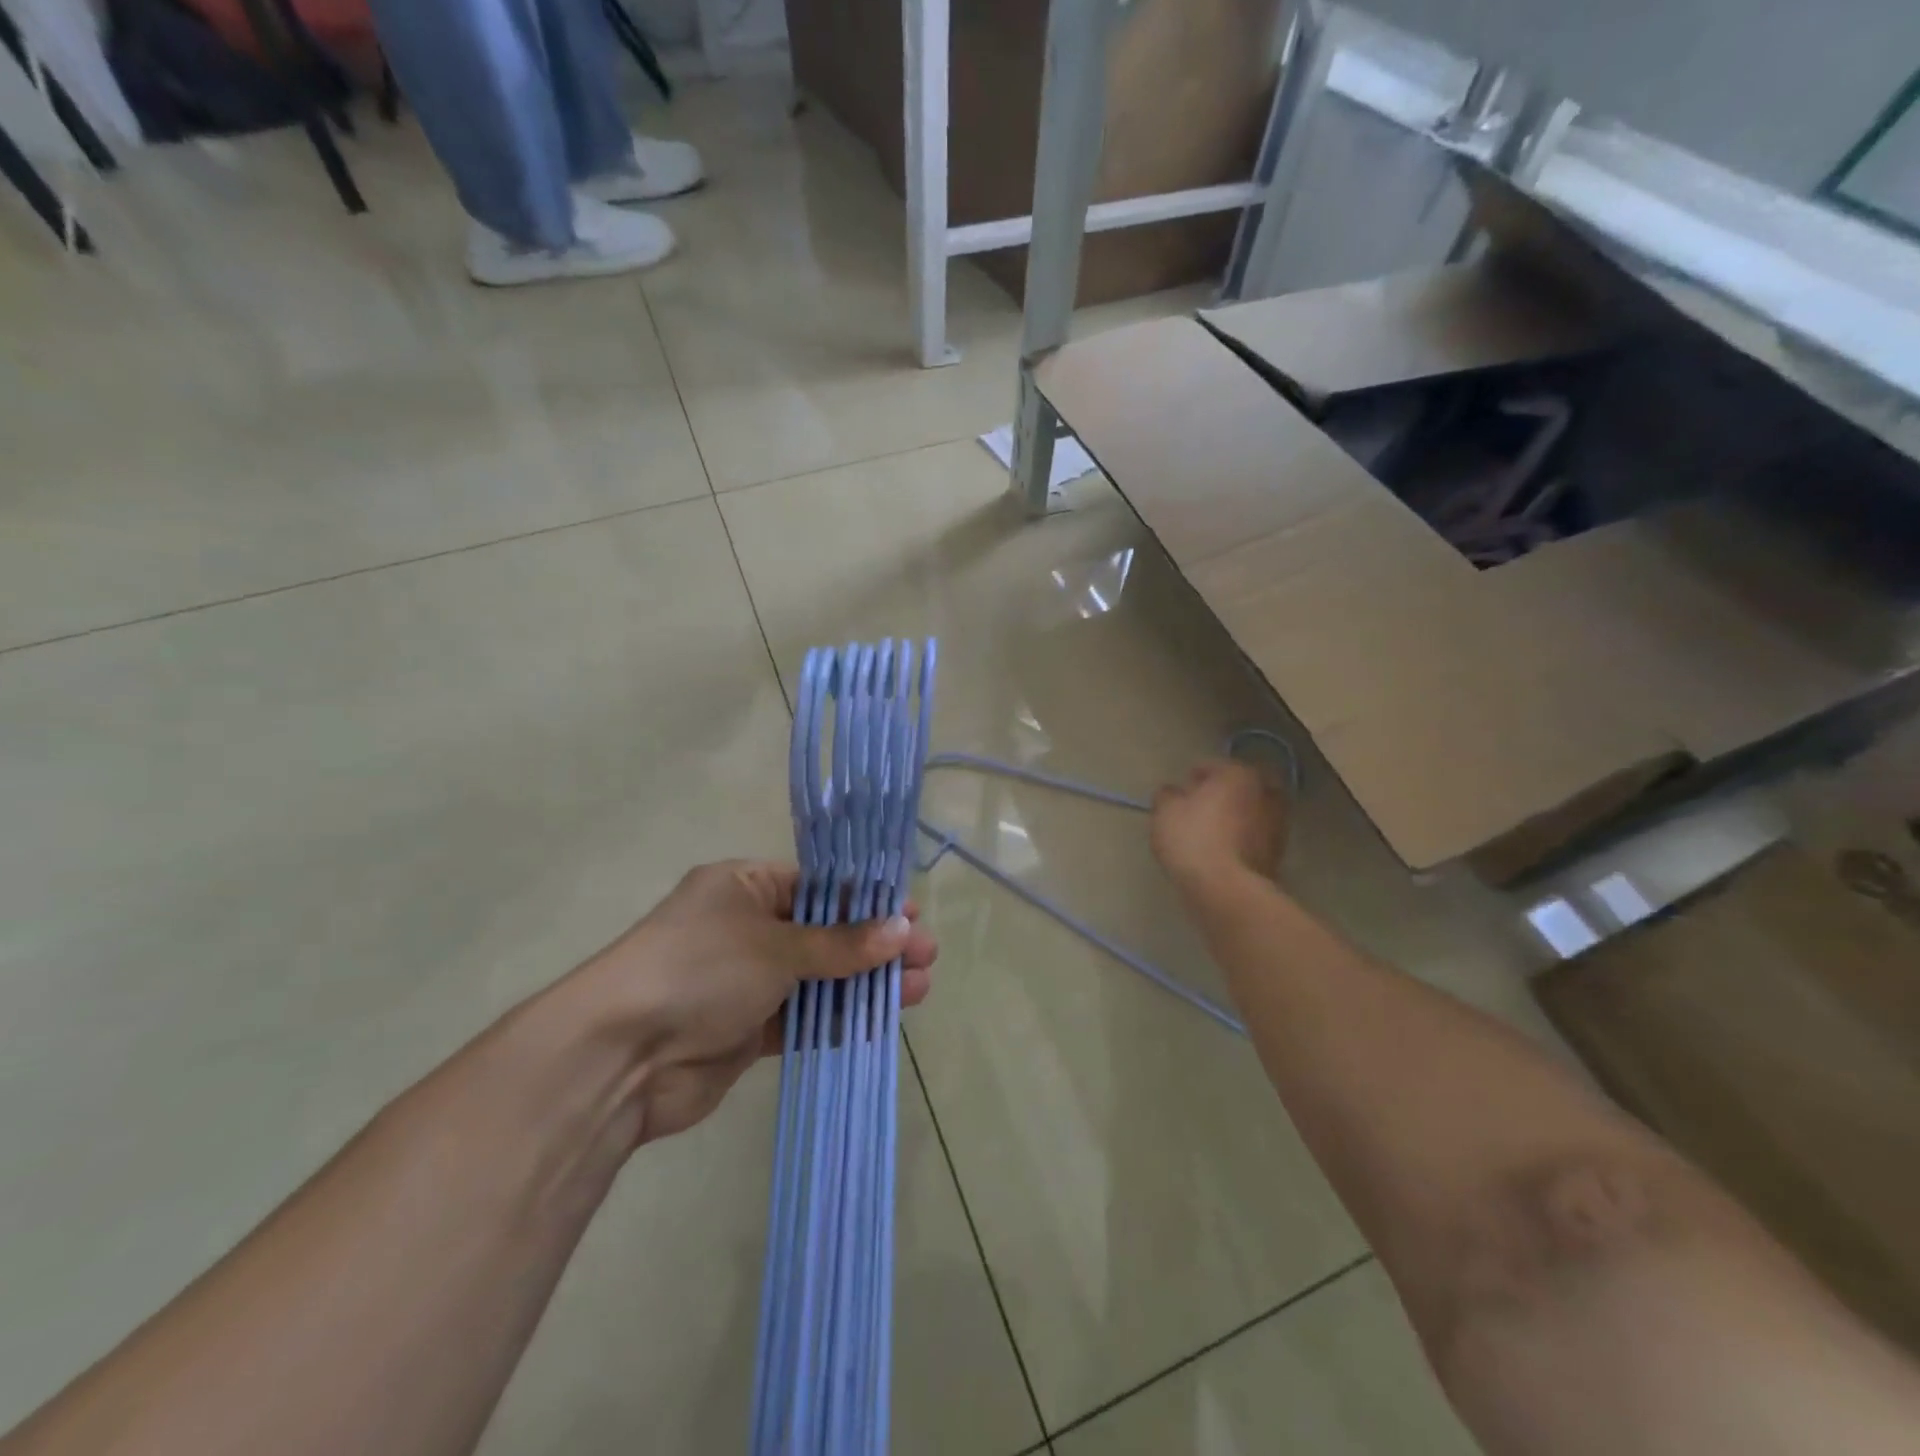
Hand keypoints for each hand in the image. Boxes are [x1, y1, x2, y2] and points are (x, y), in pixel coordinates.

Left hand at [579, 861, 936, 1144]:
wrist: (620, 1057)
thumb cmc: (700, 970)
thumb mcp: (775, 946)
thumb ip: (840, 943)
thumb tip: (902, 930)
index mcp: (745, 886)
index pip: (819, 884)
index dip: (867, 899)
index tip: (911, 913)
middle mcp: (746, 927)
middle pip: (825, 931)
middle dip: (875, 944)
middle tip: (926, 956)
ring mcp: (746, 980)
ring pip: (818, 976)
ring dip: (865, 982)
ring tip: (918, 989)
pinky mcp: (745, 1029)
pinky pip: (802, 1016)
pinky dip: (837, 1016)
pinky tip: (878, 1019)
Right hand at [1150, 759, 1289, 895]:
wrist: (1226, 890)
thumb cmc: (1193, 839)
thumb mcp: (1165, 811)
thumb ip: (1167, 795)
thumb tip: (1173, 792)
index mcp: (1239, 774)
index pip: (1211, 766)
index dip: (1190, 778)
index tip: (1177, 794)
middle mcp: (1266, 792)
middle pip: (1237, 788)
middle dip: (1219, 795)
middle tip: (1197, 809)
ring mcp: (1278, 824)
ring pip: (1248, 812)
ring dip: (1233, 818)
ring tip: (1208, 834)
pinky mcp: (1278, 853)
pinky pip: (1252, 837)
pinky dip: (1240, 839)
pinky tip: (1220, 852)